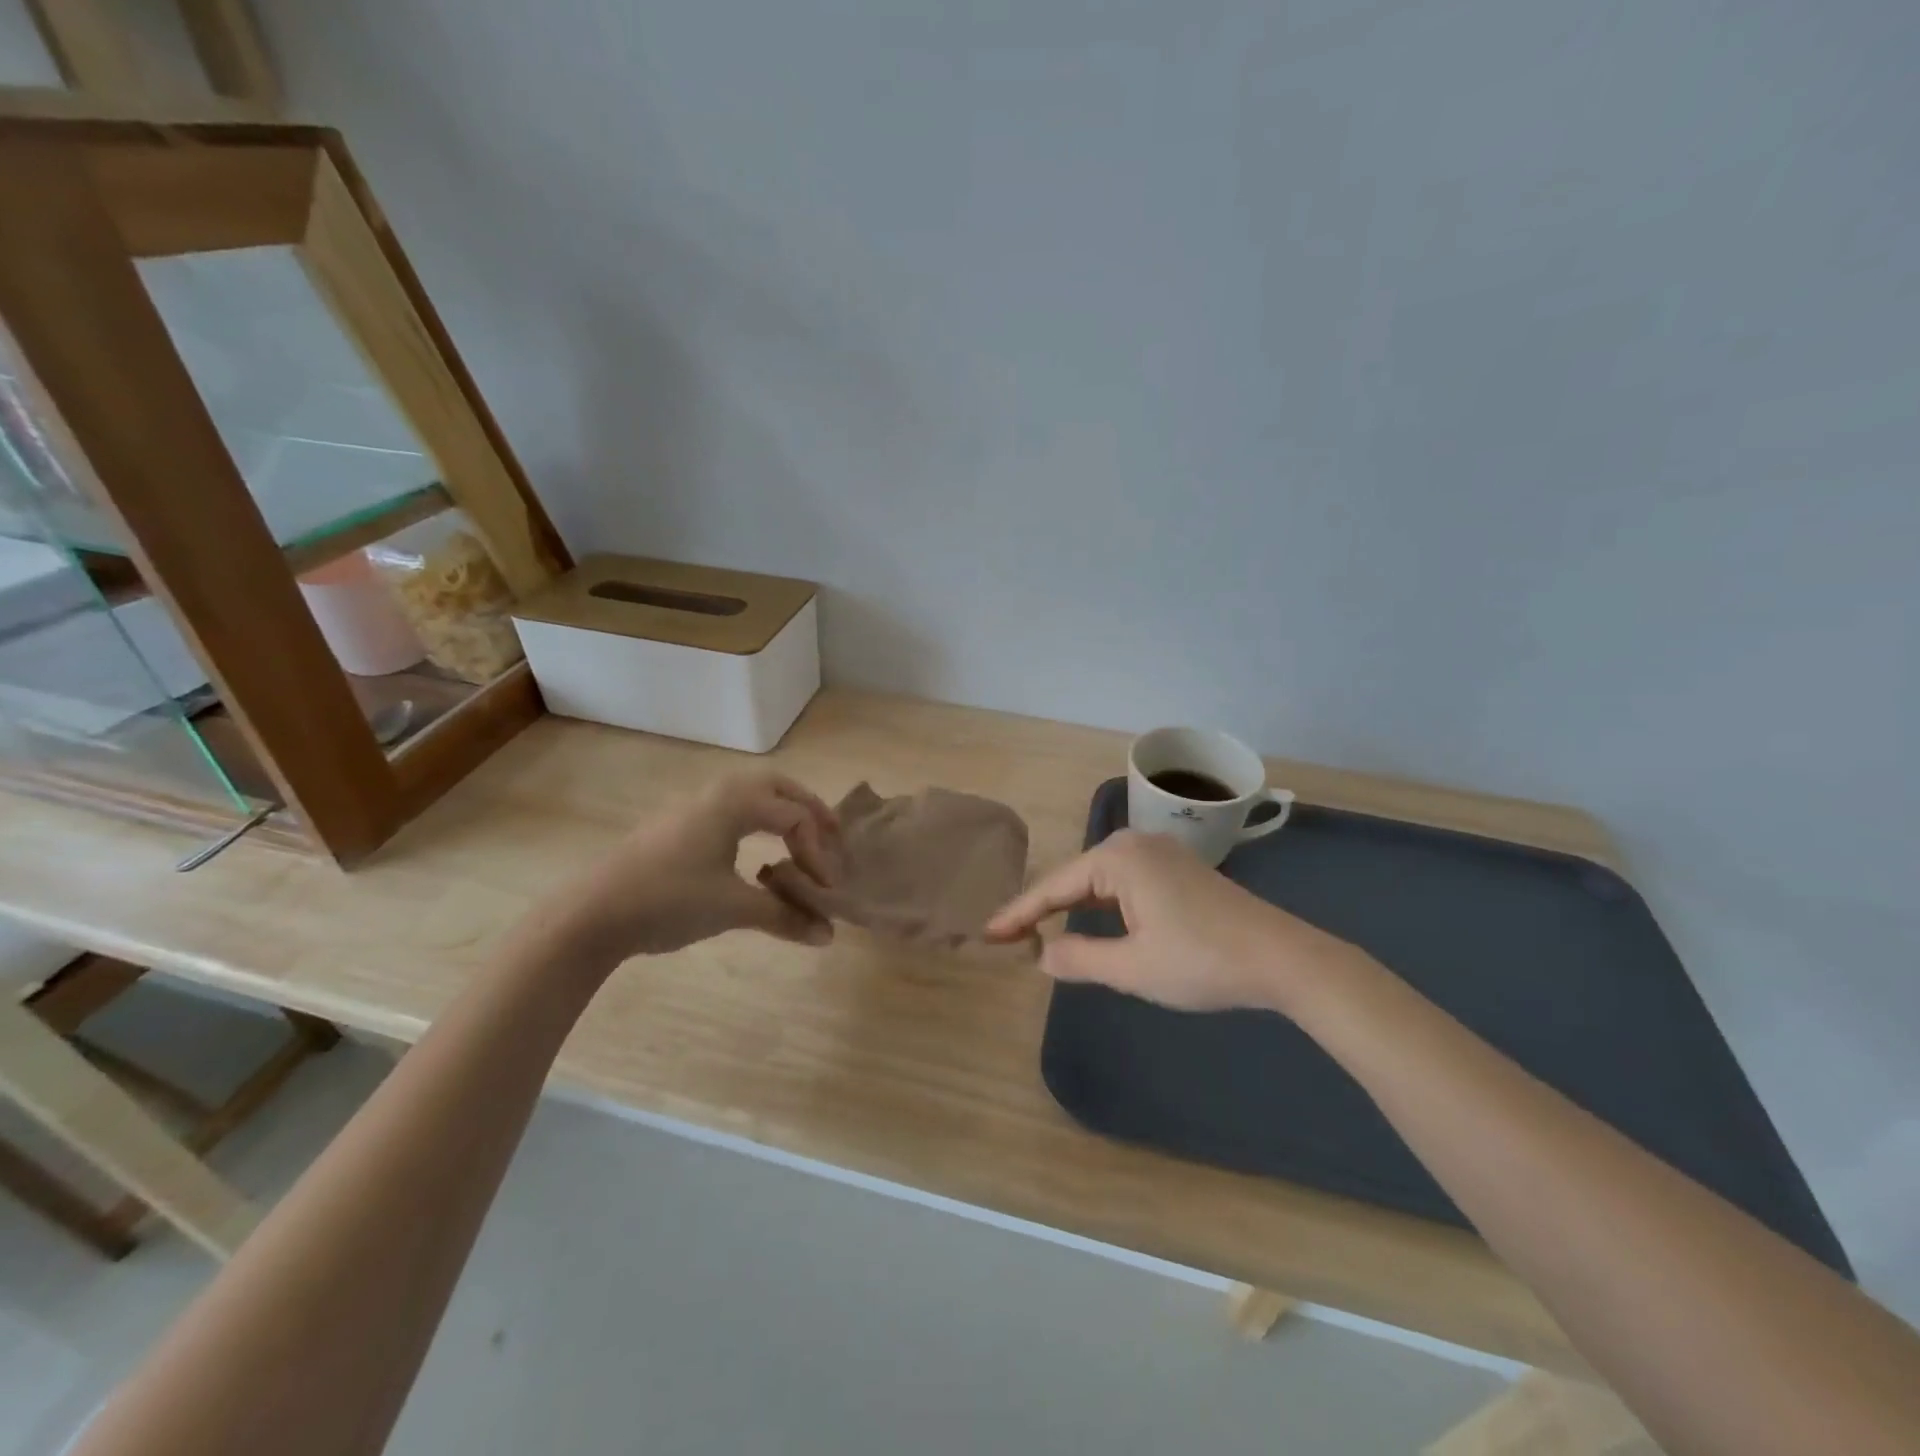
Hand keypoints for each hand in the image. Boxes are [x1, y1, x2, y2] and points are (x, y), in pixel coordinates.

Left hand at [559, 771, 842, 960]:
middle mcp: (718, 793)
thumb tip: (828, 936)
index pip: (795, 818)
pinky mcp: (678, 823)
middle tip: (833, 837)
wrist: (592, 913)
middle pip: (779, 787)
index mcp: (736, 802)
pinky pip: (732, 807)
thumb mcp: (733, 909)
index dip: (819, 853)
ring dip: (783, 812)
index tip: (826, 892)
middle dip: (810, 811)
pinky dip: (757, 821)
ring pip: (753, 793)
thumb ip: (785, 917)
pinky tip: (755, 854)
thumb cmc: (669, 901)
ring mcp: (694, 805)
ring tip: (801, 840)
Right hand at [985, 830, 1370, 1012]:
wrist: (1284, 959)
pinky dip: (1101, 905)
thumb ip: (1080, 959)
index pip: (1054, 887)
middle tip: (1008, 937)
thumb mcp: (1133, 968)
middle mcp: (1135, 844)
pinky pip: (1124, 884)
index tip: (987, 934)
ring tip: (1038, 931)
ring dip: (1071, 907)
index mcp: (1118, 858)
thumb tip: (1042, 954)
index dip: (1018, 913)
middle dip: (1041, 908)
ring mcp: (1160, 854)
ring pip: (1099, 881)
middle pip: (1074, 879)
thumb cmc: (1202, 960)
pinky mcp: (1178, 870)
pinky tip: (1091, 923)